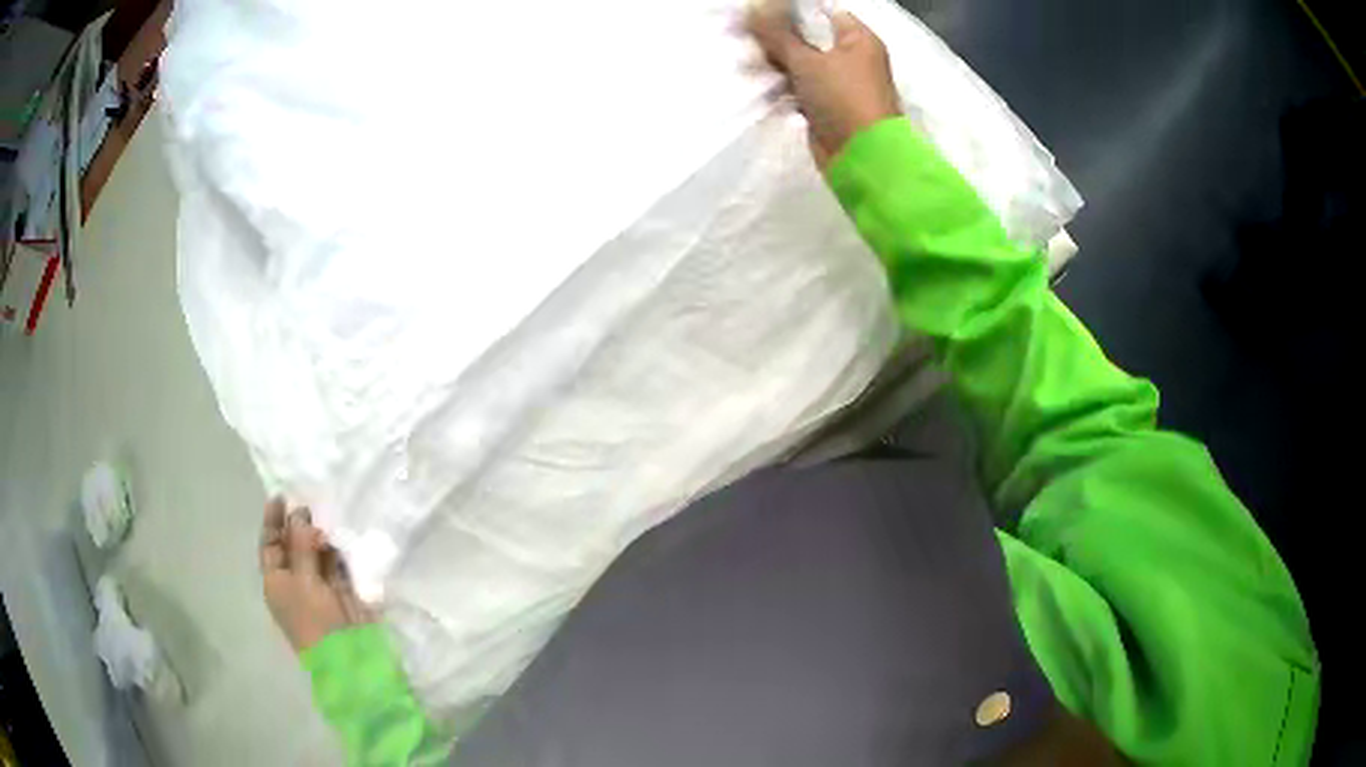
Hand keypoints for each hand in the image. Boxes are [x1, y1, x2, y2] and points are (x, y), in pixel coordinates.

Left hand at [260, 497, 372, 652]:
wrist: (350, 659)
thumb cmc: (316, 620)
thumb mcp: (303, 581)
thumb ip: (301, 545)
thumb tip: (299, 514)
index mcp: (276, 583)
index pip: (270, 545)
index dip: (273, 521)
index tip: (281, 496)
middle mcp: (295, 582)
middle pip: (293, 546)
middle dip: (300, 526)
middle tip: (311, 506)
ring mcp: (320, 587)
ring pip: (317, 553)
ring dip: (322, 537)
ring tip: (329, 520)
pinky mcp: (344, 592)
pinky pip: (338, 564)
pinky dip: (340, 550)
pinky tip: (344, 536)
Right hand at [747, 3, 900, 166]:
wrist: (862, 157)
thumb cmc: (843, 98)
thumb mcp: (807, 61)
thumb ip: (777, 34)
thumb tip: (753, 7)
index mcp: (858, 39)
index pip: (824, 13)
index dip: (792, 10)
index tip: (760, 12)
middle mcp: (852, 58)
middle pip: (808, 38)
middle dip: (778, 37)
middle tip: (745, 34)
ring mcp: (839, 84)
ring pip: (801, 63)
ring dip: (776, 62)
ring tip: (746, 58)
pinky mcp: (826, 107)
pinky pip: (799, 87)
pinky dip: (781, 85)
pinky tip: (757, 80)